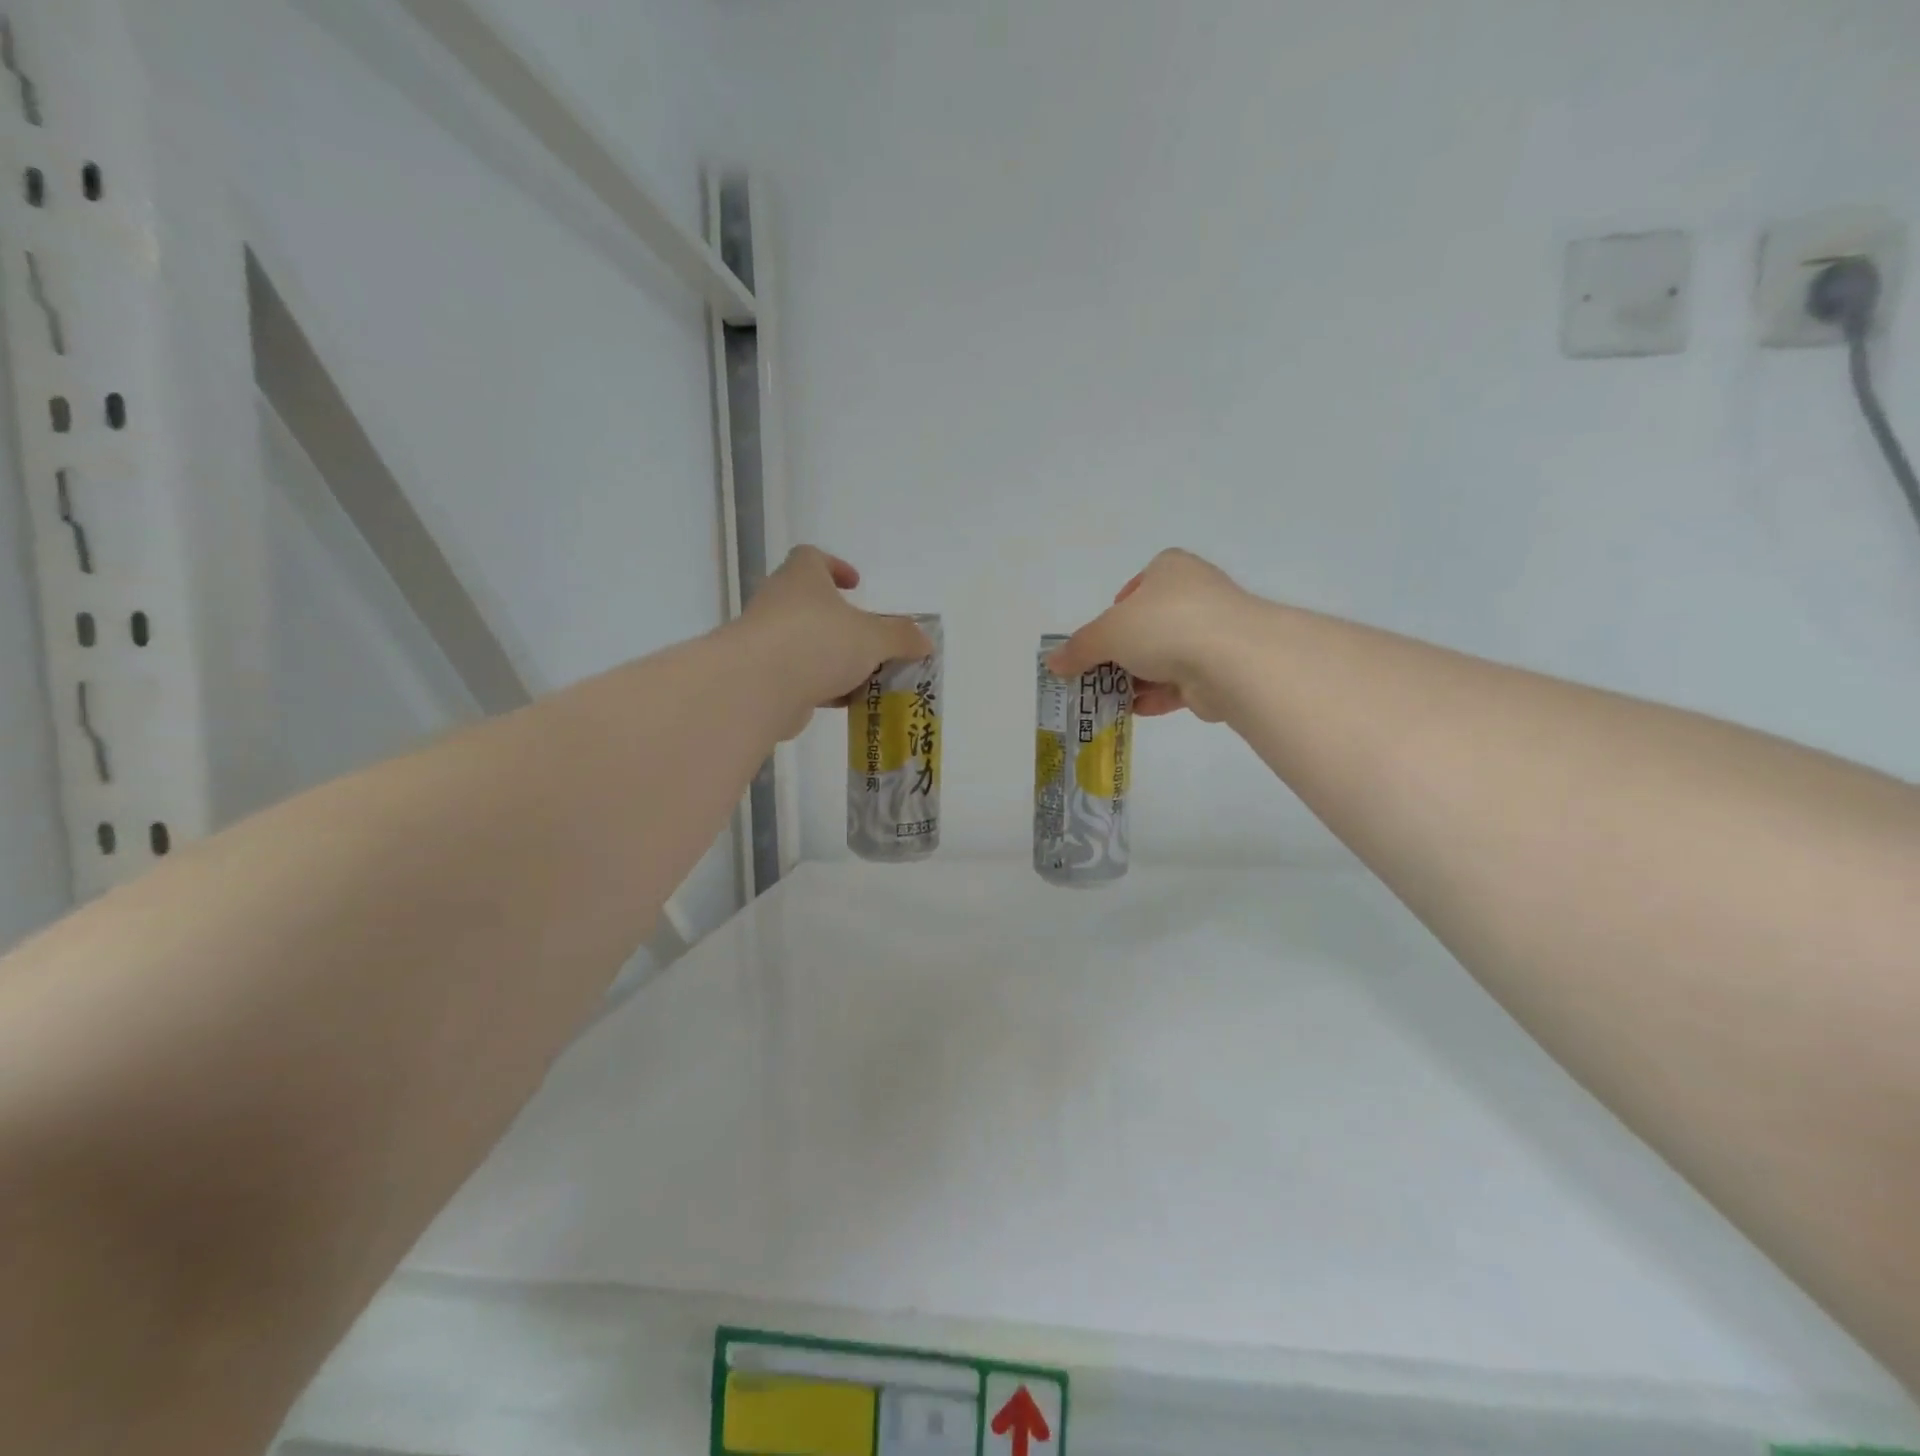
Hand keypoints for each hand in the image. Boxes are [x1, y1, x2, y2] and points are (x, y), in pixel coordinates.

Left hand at [741, 546, 933, 736]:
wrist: (758, 686)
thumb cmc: (818, 642)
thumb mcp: (873, 638)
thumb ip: (900, 637)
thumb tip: (924, 641)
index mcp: (802, 578)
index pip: (812, 558)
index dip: (835, 567)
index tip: (855, 585)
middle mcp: (779, 603)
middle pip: (811, 605)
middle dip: (841, 623)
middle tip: (869, 639)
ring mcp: (767, 640)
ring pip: (806, 644)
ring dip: (833, 658)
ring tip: (865, 675)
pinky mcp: (763, 676)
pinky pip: (798, 676)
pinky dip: (821, 685)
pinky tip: (845, 702)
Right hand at [1048, 549, 1249, 720]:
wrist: (1232, 659)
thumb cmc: (1164, 626)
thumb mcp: (1107, 633)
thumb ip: (1079, 648)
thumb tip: (1053, 663)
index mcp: (1171, 570)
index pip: (1141, 584)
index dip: (1119, 608)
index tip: (1105, 633)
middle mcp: (1196, 595)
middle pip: (1151, 624)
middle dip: (1125, 651)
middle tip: (1099, 672)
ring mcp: (1214, 633)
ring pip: (1167, 656)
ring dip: (1138, 677)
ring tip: (1109, 697)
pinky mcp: (1222, 669)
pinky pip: (1182, 682)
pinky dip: (1158, 696)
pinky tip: (1134, 710)